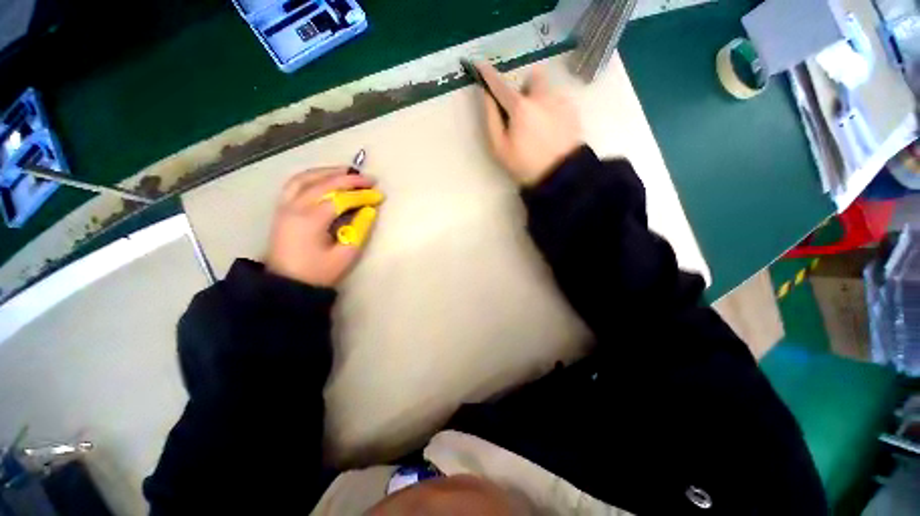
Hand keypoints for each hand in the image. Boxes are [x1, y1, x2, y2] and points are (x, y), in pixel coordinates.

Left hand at [266, 168, 379, 287]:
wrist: (286, 284)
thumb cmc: (318, 272)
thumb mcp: (345, 255)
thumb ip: (359, 230)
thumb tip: (369, 210)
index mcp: (311, 220)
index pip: (341, 199)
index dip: (362, 195)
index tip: (379, 195)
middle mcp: (295, 207)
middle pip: (324, 183)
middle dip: (350, 179)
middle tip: (370, 179)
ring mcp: (284, 205)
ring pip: (306, 178)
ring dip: (329, 171)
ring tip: (348, 171)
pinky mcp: (281, 208)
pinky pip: (295, 183)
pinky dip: (311, 175)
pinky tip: (323, 176)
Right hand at [476, 61, 582, 185]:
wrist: (560, 175)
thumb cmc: (525, 164)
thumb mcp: (500, 148)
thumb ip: (491, 119)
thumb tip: (486, 96)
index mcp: (520, 107)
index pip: (500, 85)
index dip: (488, 74)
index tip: (479, 64)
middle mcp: (542, 96)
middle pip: (532, 78)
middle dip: (525, 90)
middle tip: (522, 113)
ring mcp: (561, 101)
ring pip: (547, 90)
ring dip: (539, 101)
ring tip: (540, 127)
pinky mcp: (573, 110)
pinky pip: (558, 101)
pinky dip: (551, 110)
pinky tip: (552, 131)